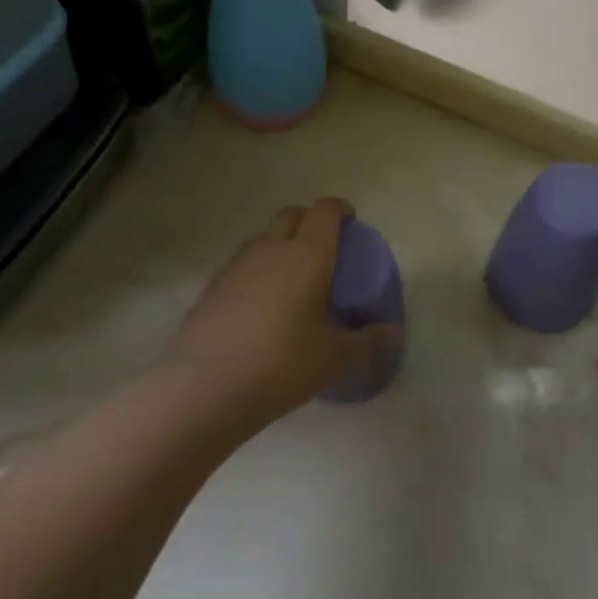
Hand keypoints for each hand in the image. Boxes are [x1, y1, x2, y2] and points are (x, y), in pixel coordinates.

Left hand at [171, 198, 396, 423]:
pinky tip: (262, 306)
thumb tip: (393, 334)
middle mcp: (270, 249)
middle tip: (325, 249)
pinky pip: (243, 264)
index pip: (324, 211)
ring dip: (281, 244)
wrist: (205, 389)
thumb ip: (369, 343)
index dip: (340, 209)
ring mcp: (235, 265)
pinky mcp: (212, 287)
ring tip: (294, 279)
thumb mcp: (335, 359)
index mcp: (307, 254)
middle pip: (292, 215)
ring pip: (263, 238)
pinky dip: (258, 270)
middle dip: (310, 221)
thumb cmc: (282, 364)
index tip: (351, 223)